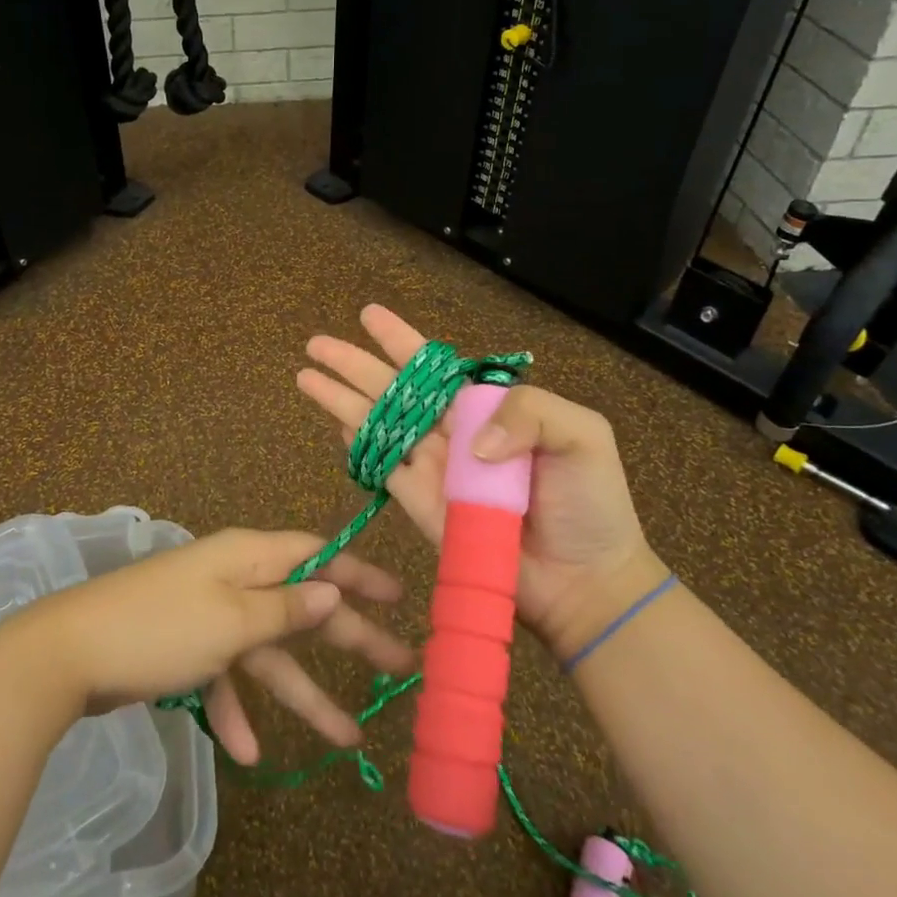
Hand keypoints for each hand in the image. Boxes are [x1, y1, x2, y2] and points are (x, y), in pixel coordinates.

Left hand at [12, 527, 414, 764]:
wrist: (69, 654)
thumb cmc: (160, 627)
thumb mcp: (231, 620)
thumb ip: (285, 609)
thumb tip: (331, 589)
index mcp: (246, 557)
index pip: (316, 554)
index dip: (358, 572)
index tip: (398, 596)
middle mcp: (233, 579)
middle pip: (301, 606)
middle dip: (348, 636)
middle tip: (399, 665)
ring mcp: (209, 615)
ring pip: (268, 651)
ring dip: (302, 692)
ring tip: (348, 736)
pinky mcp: (186, 648)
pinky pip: (224, 676)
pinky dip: (236, 709)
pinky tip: (248, 750)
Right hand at [298, 304, 666, 657]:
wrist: (587, 581)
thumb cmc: (590, 503)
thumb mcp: (581, 435)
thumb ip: (528, 413)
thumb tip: (466, 440)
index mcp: (486, 409)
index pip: (434, 366)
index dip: (400, 340)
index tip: (368, 315)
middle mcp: (453, 432)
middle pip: (393, 389)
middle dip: (354, 365)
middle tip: (316, 344)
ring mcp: (434, 470)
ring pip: (377, 424)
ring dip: (341, 400)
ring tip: (306, 376)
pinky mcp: (422, 507)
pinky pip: (384, 470)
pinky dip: (359, 446)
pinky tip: (335, 425)